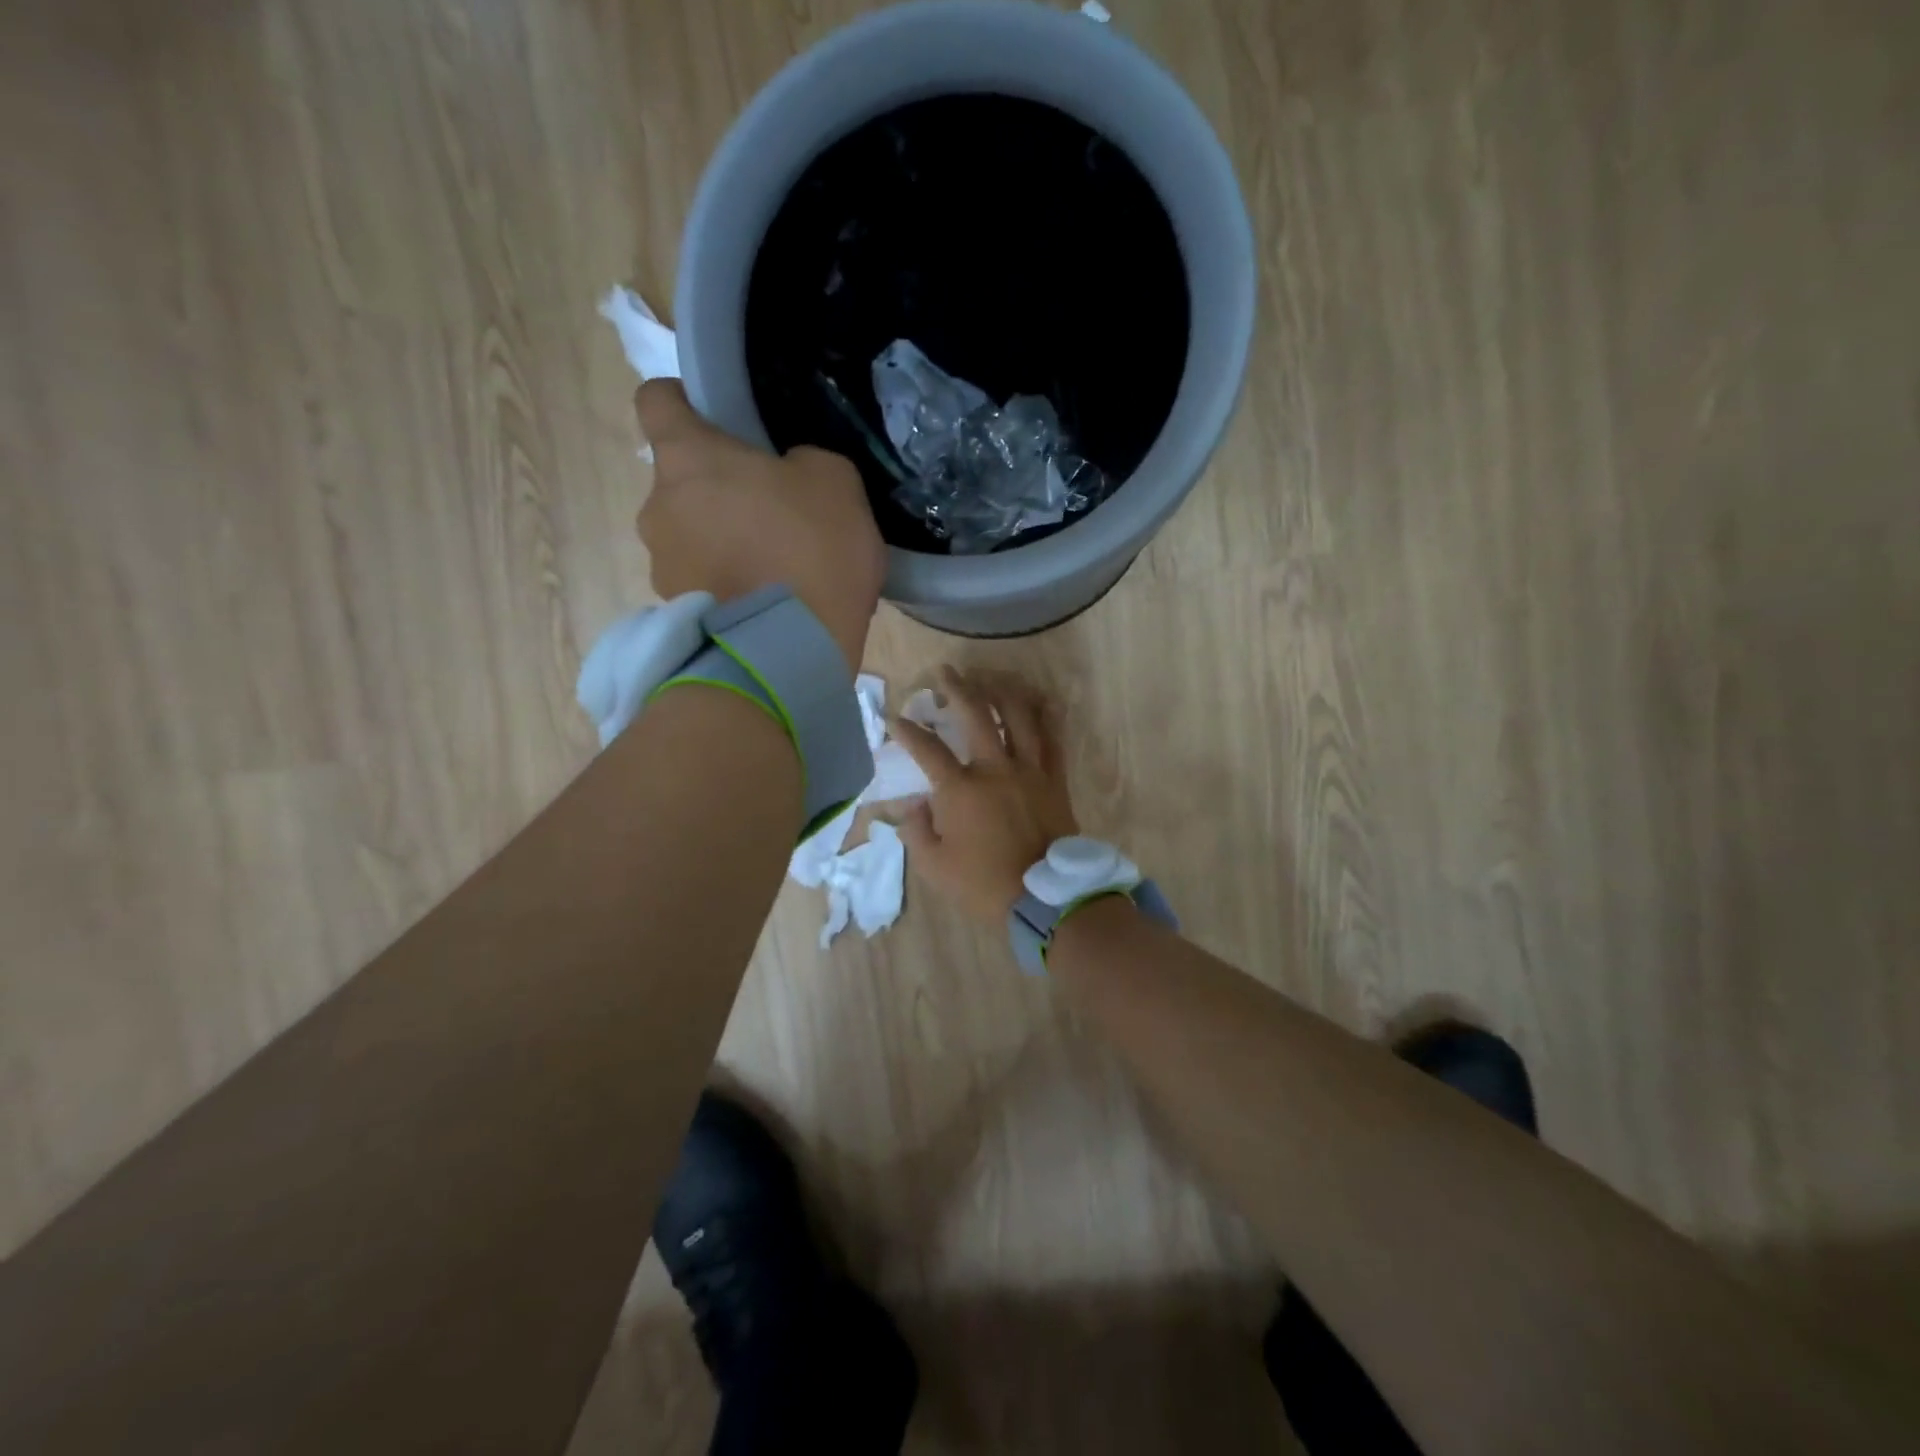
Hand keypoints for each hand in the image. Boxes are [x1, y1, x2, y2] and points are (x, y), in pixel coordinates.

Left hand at [635, 380, 885, 668]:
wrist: (790, 652)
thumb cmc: (810, 550)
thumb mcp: (835, 481)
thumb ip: (801, 462)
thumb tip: (784, 475)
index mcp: (687, 457)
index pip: (656, 399)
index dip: (685, 401)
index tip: (721, 420)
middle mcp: (657, 507)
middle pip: (680, 479)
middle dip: (719, 488)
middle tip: (772, 512)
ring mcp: (661, 565)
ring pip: (690, 533)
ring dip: (723, 540)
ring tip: (774, 569)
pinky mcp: (674, 612)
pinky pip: (702, 580)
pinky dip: (727, 582)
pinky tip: (768, 601)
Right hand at [894, 667, 1079, 924]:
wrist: (1045, 897)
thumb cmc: (984, 884)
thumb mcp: (934, 866)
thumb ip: (916, 830)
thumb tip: (913, 804)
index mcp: (961, 789)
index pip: (927, 748)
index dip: (906, 729)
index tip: (893, 717)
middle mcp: (995, 768)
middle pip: (975, 715)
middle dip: (957, 688)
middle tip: (945, 672)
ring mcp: (1029, 770)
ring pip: (1018, 716)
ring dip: (1001, 691)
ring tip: (990, 678)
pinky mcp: (1054, 778)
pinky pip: (1053, 738)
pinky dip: (1046, 715)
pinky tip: (1040, 700)